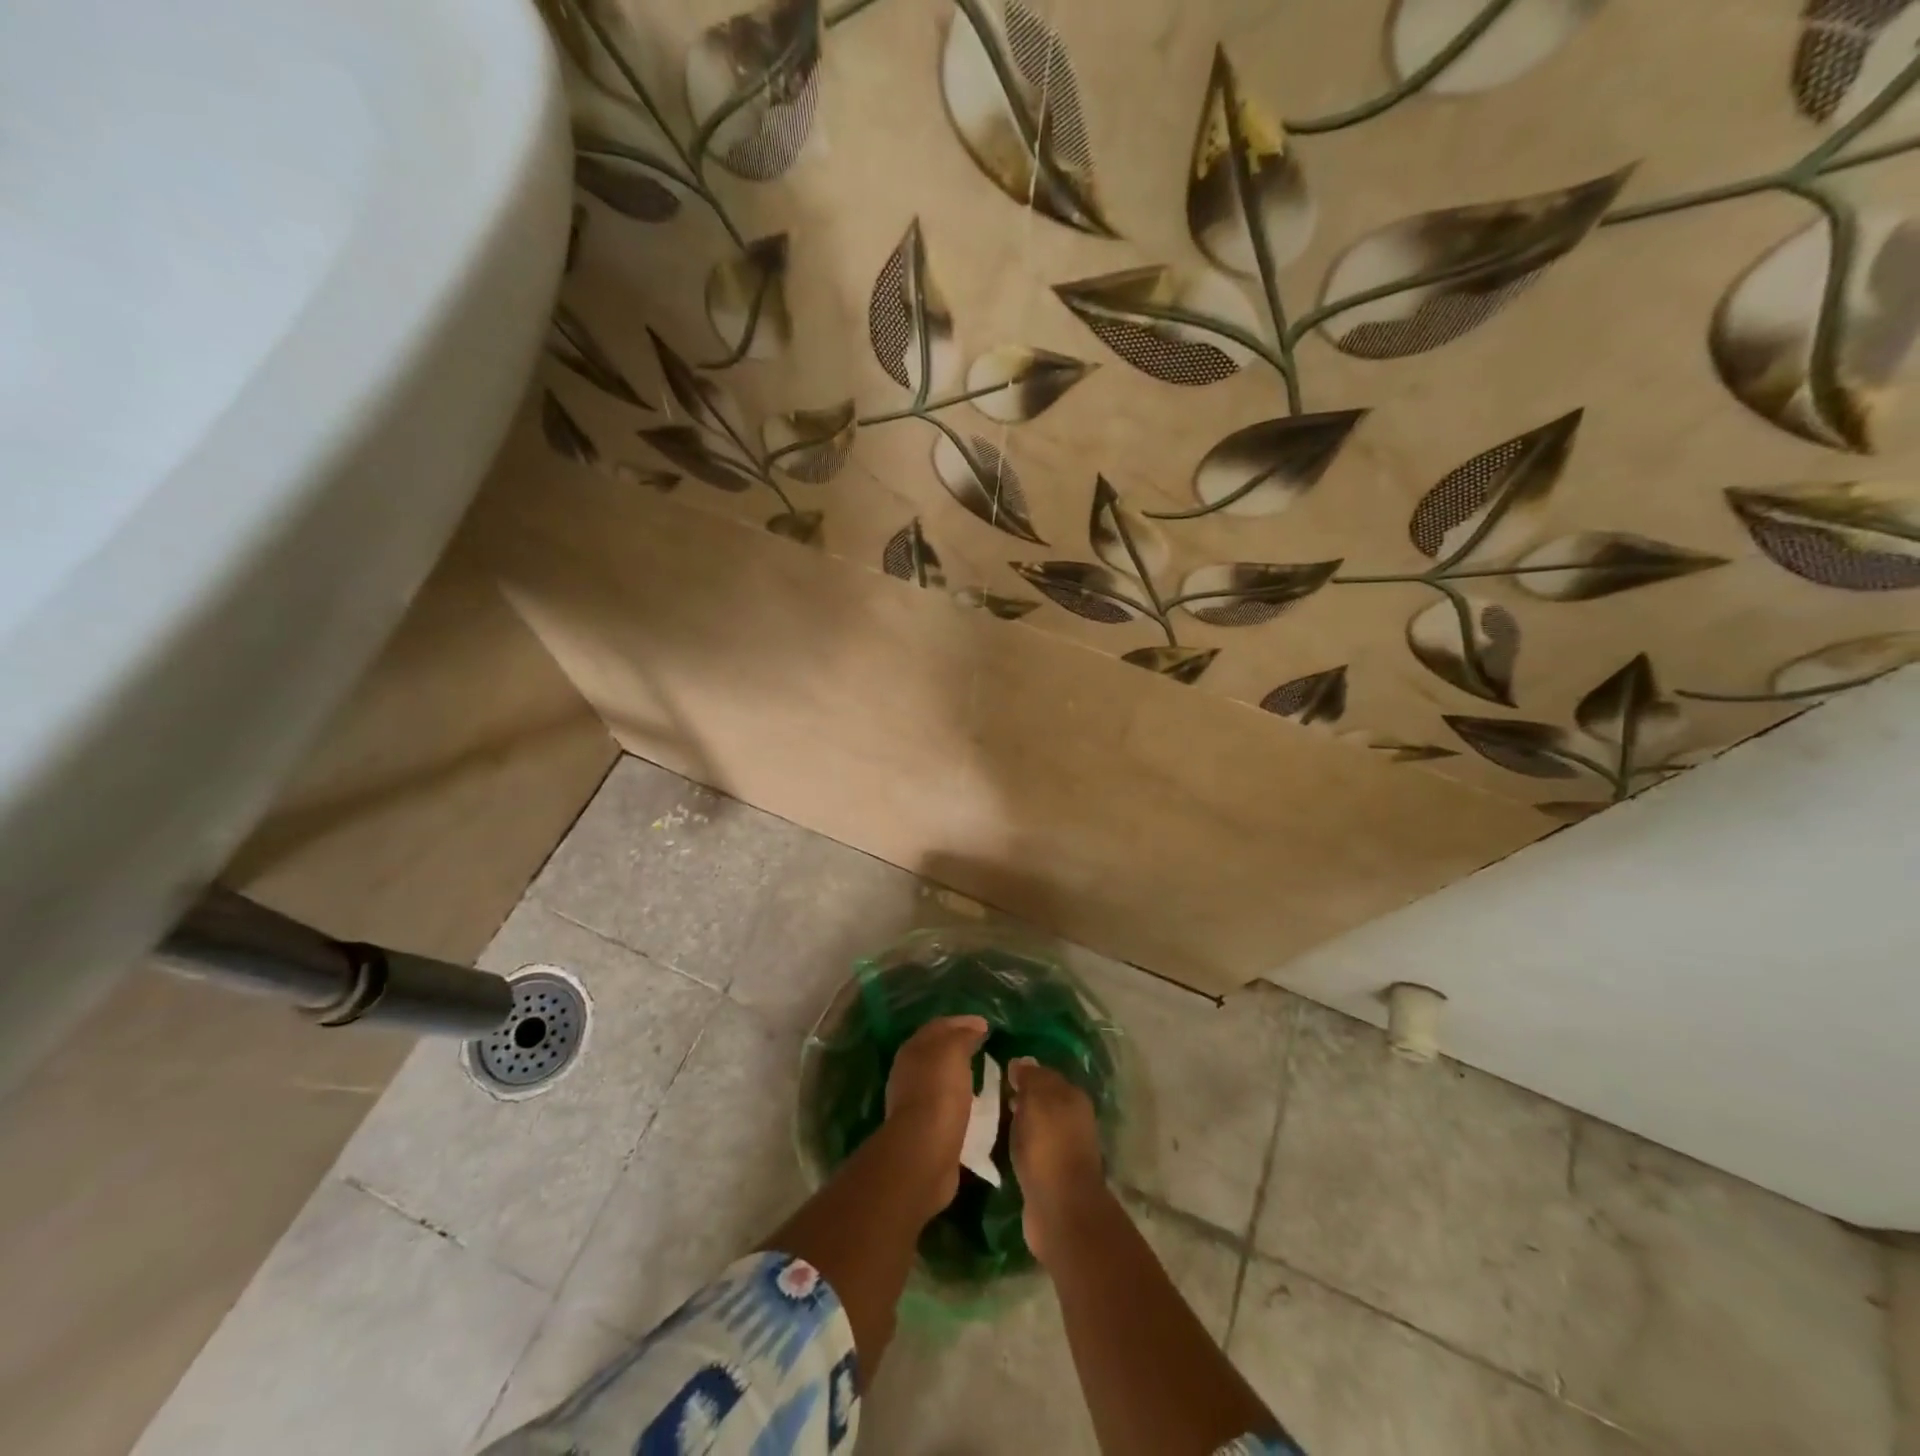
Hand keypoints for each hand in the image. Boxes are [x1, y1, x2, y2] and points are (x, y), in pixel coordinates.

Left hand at [883, 1014, 989, 1218]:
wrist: (924, 1152)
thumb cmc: (939, 1093)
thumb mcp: (953, 1051)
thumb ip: (963, 1035)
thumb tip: (974, 1027)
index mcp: (913, 1048)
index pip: (939, 1026)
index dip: (963, 1022)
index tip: (987, 1025)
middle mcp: (909, 1071)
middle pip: (937, 1051)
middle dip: (959, 1045)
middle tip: (985, 1046)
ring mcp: (914, 1101)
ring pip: (940, 1077)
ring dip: (959, 1073)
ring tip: (984, 1073)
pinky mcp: (924, 1128)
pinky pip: (945, 1103)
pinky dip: (960, 1098)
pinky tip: (975, 1103)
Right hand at [1008, 1057, 1105, 1263]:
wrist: (1060, 1209)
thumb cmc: (1048, 1146)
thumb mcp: (1037, 1100)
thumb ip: (1030, 1078)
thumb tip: (1022, 1061)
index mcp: (1073, 1097)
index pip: (1045, 1073)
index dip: (1023, 1071)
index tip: (998, 1071)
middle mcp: (1072, 1119)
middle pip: (1042, 1099)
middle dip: (1020, 1095)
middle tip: (990, 1094)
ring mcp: (1063, 1148)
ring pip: (1037, 1124)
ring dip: (1018, 1120)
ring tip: (991, 1117)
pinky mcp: (1051, 1174)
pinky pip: (1031, 1148)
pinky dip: (1019, 1143)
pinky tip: (1001, 1144)